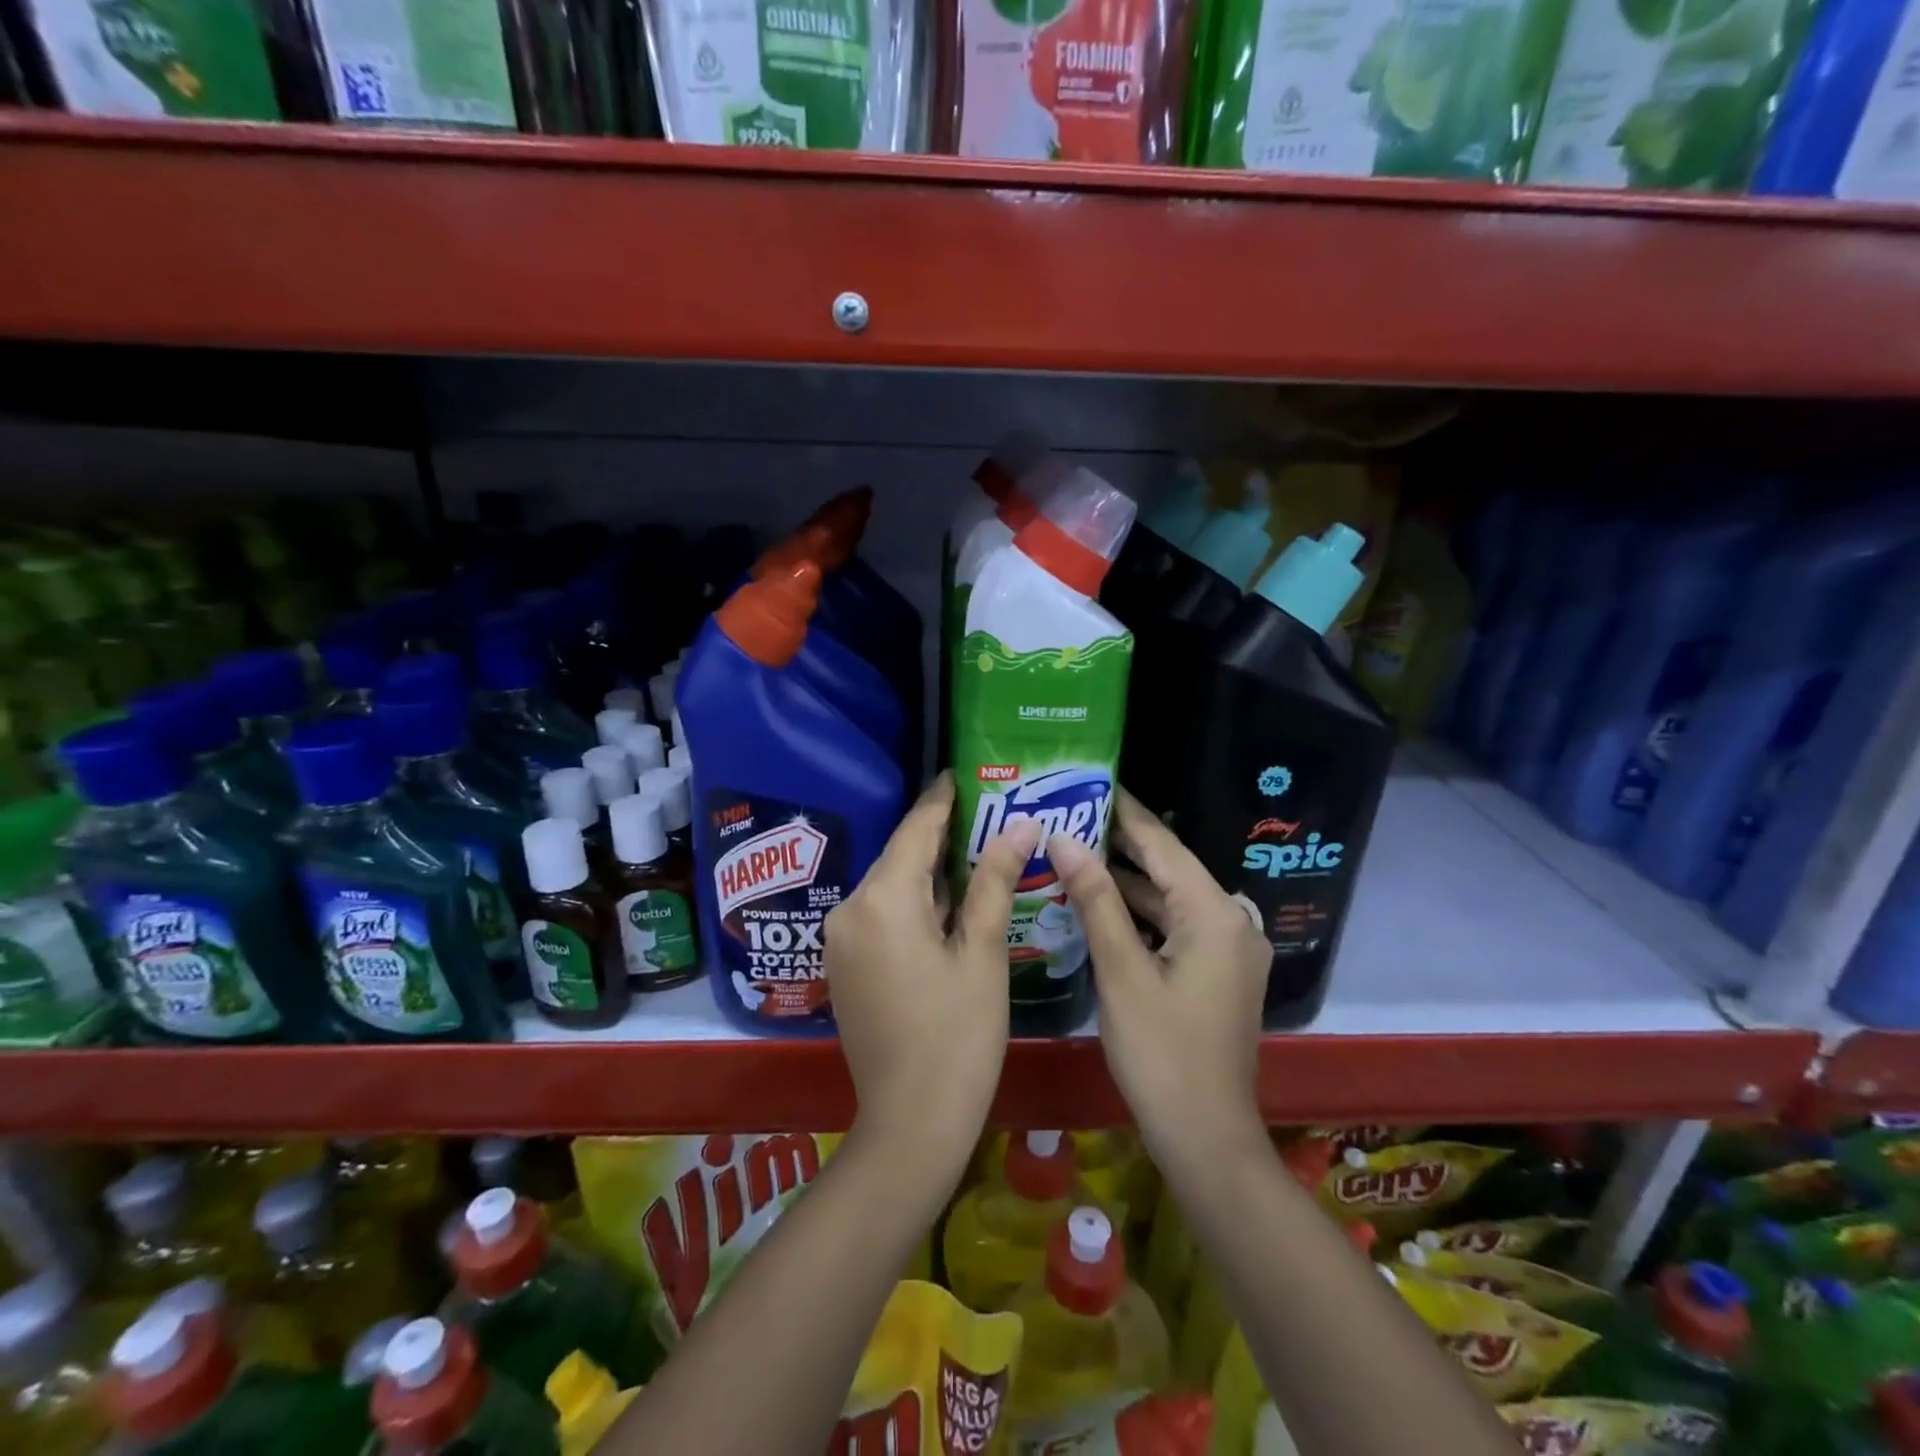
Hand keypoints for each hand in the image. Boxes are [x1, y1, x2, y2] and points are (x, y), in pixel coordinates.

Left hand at [824, 772, 1040, 1181]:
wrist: (910, 1123)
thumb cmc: (958, 1036)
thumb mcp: (982, 953)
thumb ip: (993, 880)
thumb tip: (1020, 825)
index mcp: (883, 899)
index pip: (916, 829)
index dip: (941, 800)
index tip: (962, 773)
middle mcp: (850, 908)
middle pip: (901, 857)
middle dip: (940, 836)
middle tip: (986, 815)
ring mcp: (841, 938)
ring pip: (891, 887)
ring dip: (929, 873)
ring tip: (977, 853)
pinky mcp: (844, 964)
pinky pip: (880, 914)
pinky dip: (913, 903)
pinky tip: (949, 905)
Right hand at [1045, 789, 1270, 1151]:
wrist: (1206, 1138)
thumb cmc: (1162, 1053)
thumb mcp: (1122, 971)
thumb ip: (1096, 901)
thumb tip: (1065, 841)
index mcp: (1215, 914)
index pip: (1163, 845)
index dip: (1125, 813)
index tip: (1090, 782)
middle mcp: (1231, 921)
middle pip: (1170, 869)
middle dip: (1121, 844)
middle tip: (1072, 815)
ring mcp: (1229, 950)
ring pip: (1171, 899)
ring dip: (1128, 881)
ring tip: (1076, 851)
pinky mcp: (1219, 973)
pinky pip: (1176, 926)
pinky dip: (1141, 914)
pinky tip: (1102, 904)